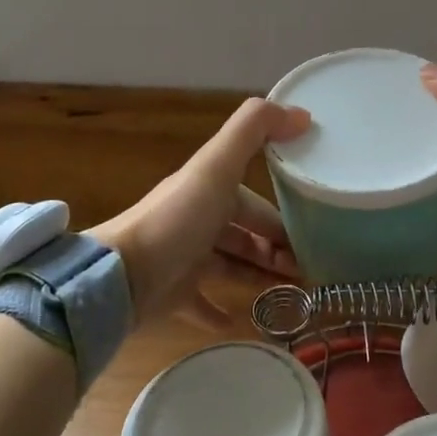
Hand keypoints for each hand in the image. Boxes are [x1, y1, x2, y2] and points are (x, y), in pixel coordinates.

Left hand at [87, 98, 310, 326]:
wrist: (121, 276)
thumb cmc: (177, 220)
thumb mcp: (217, 166)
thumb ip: (254, 130)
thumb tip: (301, 113)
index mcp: (209, 190)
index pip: (255, 201)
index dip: (283, 216)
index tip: (315, 233)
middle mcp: (197, 221)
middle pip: (245, 233)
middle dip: (276, 248)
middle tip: (308, 270)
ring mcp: (184, 258)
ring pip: (230, 264)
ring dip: (259, 275)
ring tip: (292, 294)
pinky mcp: (172, 294)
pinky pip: (200, 303)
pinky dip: (218, 311)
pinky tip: (238, 322)